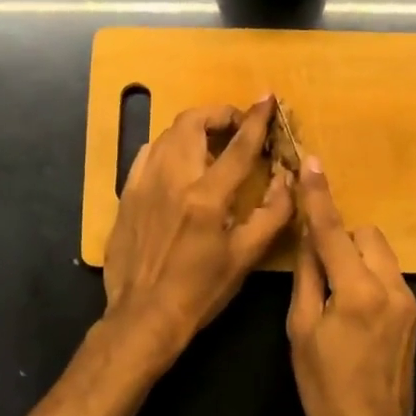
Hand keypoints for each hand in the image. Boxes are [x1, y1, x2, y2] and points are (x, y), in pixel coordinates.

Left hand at [103, 97, 293, 357]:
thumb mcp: (245, 257)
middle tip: (237, 125)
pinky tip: (178, 162)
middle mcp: (172, 180)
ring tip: (211, 142)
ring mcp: (144, 184)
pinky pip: (147, 154)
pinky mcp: (127, 194)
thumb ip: (272, 214)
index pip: (238, 146)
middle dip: (219, 114)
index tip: (267, 99)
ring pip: (167, 134)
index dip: (256, 119)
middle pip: (193, 122)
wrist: (143, 315)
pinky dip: (168, 147)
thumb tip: (289, 179)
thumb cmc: (200, 291)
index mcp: (206, 197)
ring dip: (194, 128)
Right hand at [287, 157, 415, 415]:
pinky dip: (369, 274)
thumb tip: (308, 238)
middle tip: (319, 263)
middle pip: (366, 235)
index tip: (312, 163)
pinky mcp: (415, 313)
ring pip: (381, 253)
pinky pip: (389, 275)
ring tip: (336, 286)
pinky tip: (354, 304)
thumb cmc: (324, 386)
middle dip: (341, 237)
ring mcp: (409, 300)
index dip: (319, 197)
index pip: (333, 231)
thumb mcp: (301, 331)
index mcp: (357, 291)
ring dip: (356, 255)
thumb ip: (308, 276)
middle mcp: (391, 287)